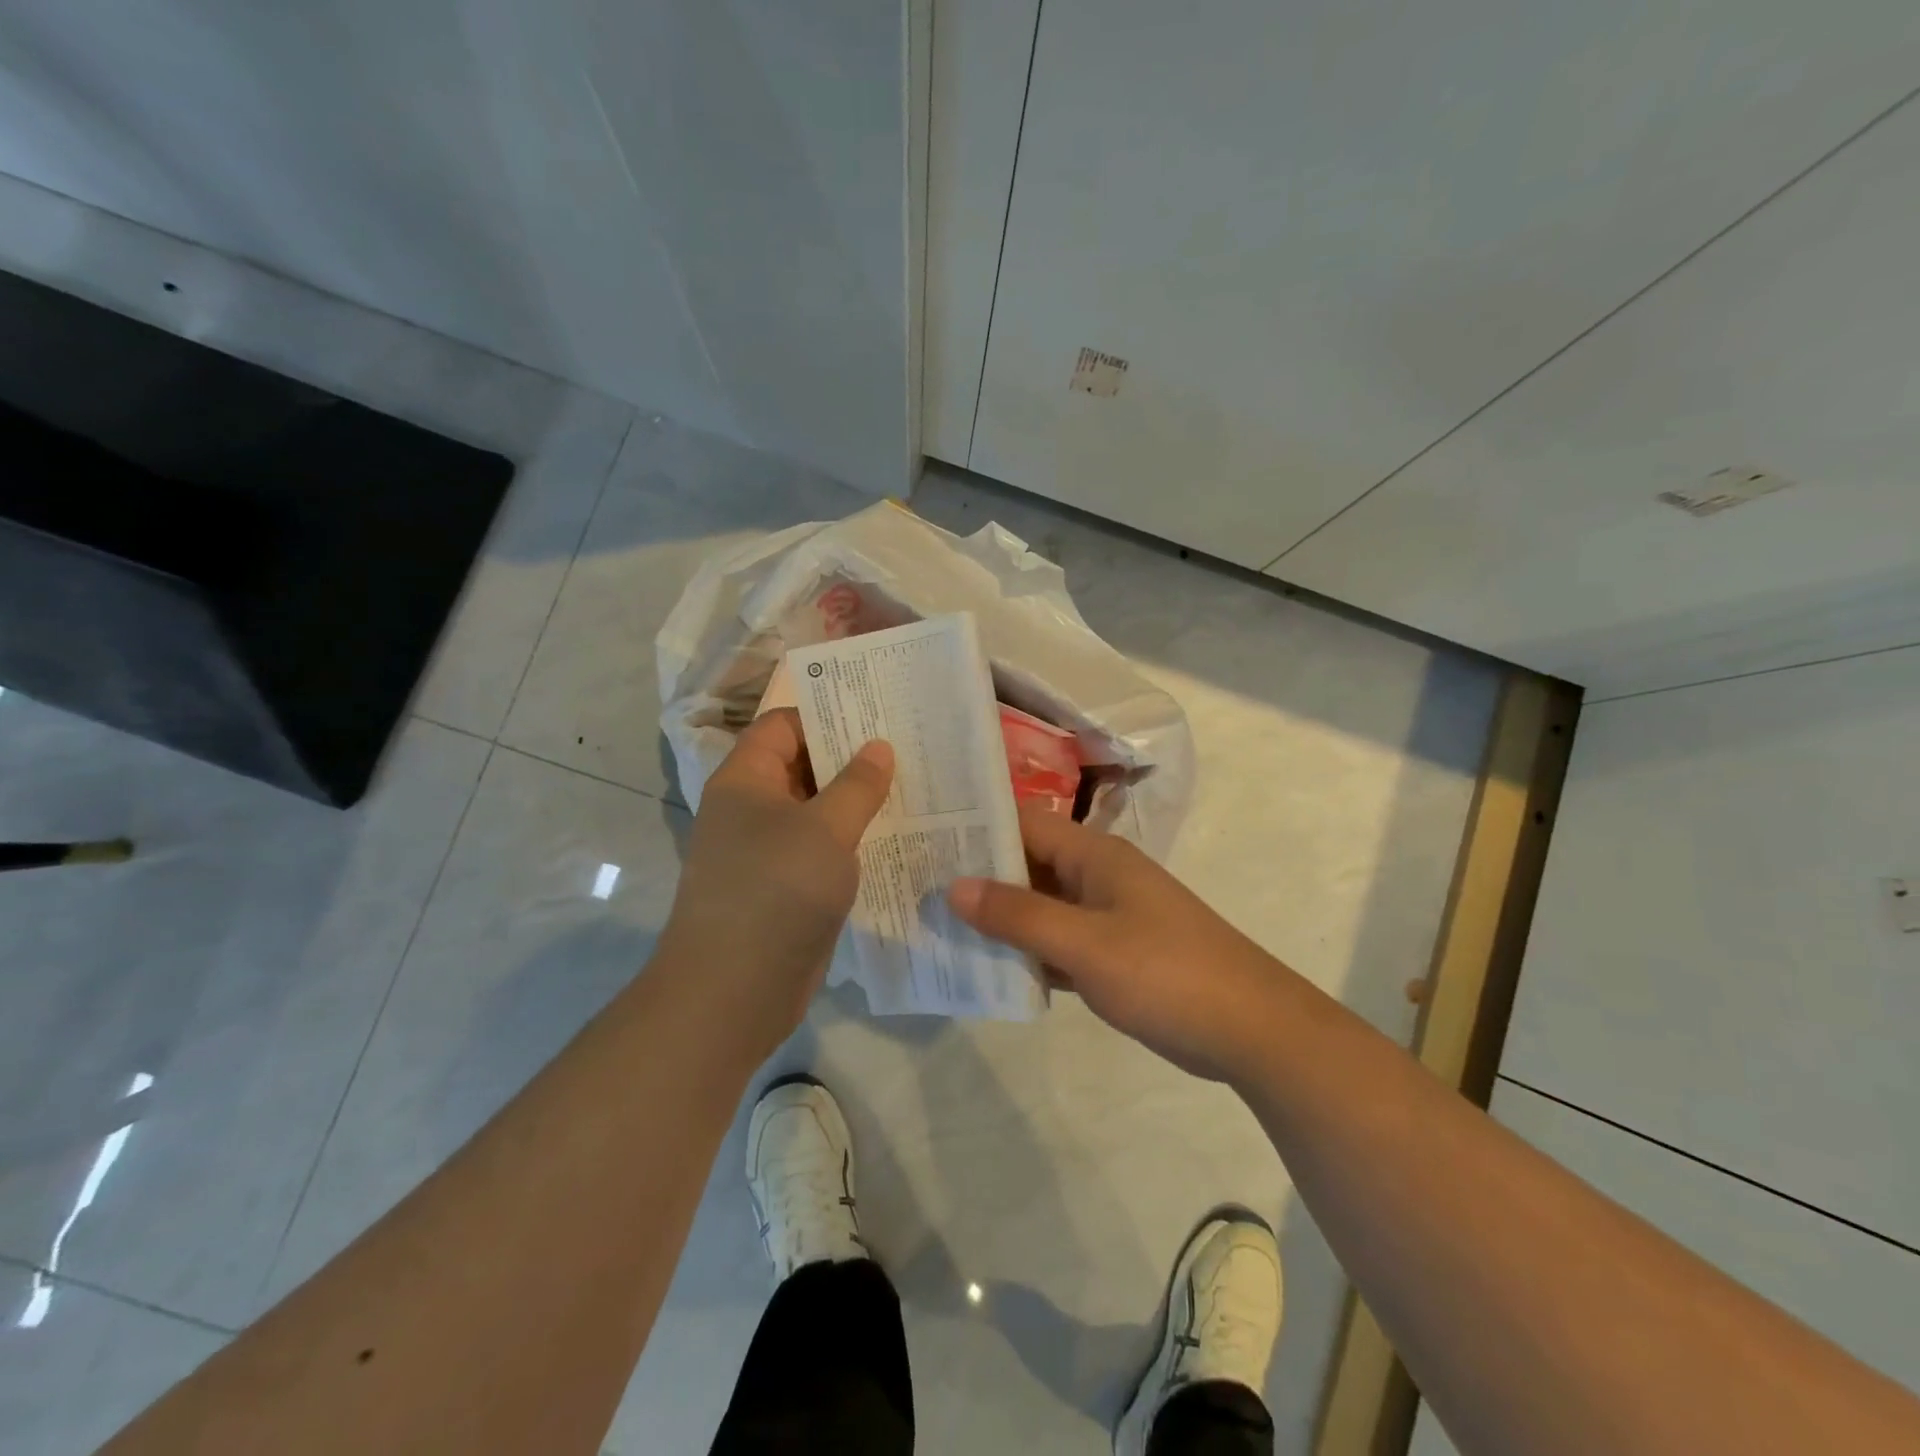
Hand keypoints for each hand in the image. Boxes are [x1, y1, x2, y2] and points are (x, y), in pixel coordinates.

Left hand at [659, 709, 893, 1061]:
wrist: (732, 993)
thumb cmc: (775, 892)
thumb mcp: (825, 830)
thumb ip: (857, 785)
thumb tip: (879, 747)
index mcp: (746, 779)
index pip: (784, 724)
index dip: (827, 715)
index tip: (879, 716)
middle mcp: (751, 808)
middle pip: (803, 765)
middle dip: (852, 758)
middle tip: (909, 750)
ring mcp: (767, 851)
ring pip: (816, 811)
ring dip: (857, 802)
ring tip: (913, 789)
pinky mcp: (785, 887)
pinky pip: (821, 850)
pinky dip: (852, 841)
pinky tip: (896, 839)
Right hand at [948, 806, 1291, 1081]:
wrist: (1251, 1030)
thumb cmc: (1166, 973)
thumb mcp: (1085, 944)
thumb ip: (1019, 915)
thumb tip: (953, 886)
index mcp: (1094, 855)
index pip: (1023, 824)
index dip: (975, 828)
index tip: (923, 838)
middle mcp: (1096, 876)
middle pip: (1027, 865)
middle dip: (978, 876)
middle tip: (917, 885)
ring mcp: (1105, 916)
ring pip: (1039, 906)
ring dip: (999, 917)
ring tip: (937, 924)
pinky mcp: (1112, 954)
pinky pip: (1056, 942)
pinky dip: (1026, 951)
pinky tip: (987, 966)